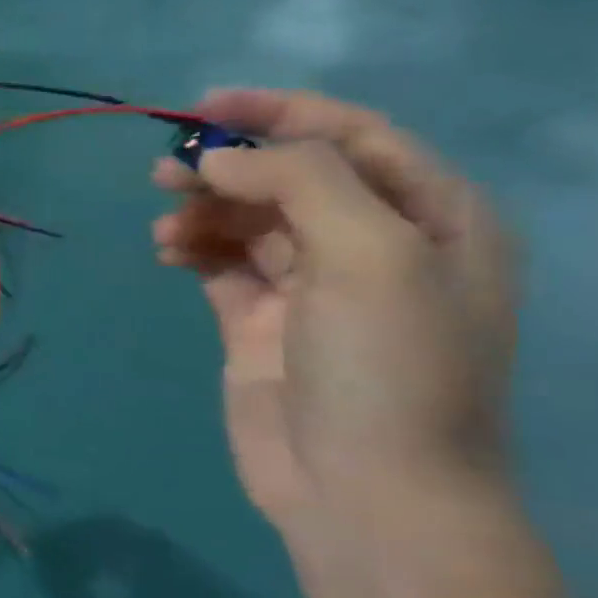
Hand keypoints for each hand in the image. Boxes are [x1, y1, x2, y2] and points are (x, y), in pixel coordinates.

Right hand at [151, 90, 515, 527]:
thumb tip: (218, 157)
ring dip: (203, 208)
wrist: (365, 490)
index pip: (351, 137)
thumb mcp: (371, 253)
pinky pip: (220, 263)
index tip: (204, 107)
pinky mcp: (259, 321)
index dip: (279, 112)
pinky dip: (192, 248)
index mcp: (431, 217)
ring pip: (247, 217)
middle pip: (289, 175)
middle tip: (166, 171)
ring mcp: (312, 286)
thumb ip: (299, 181)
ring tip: (165, 223)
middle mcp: (373, 243)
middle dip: (228, 165)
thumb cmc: (388, 365)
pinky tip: (169, 253)